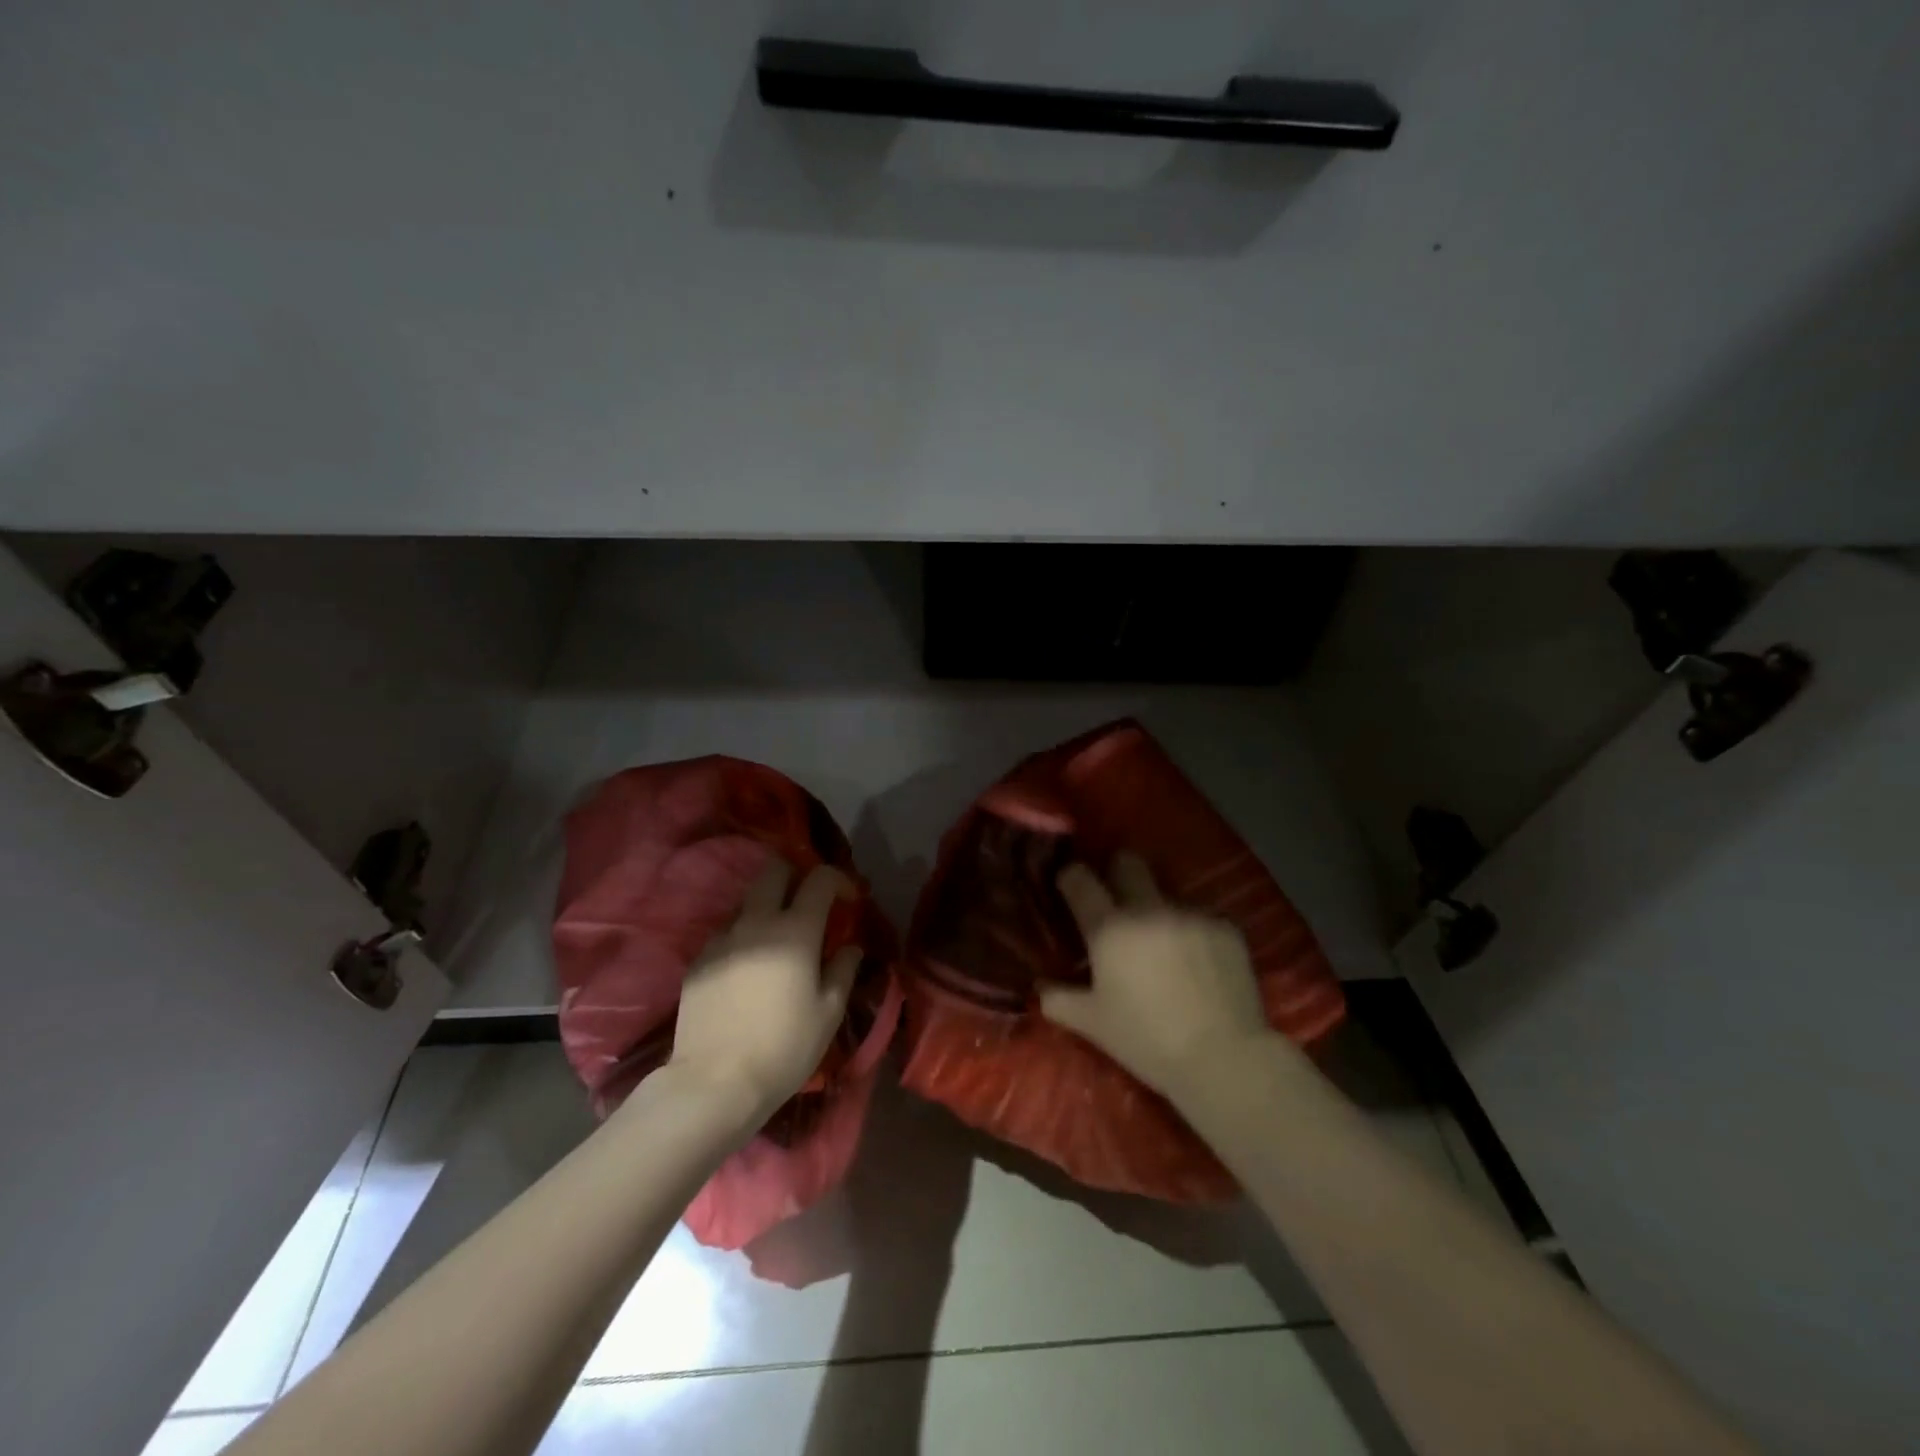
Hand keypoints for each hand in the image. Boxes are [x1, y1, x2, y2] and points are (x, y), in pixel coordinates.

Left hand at [667, 858, 859, 1125]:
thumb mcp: (829, 1013)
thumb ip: (843, 970)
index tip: (846, 899)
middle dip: (794, 877)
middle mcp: (757, 922)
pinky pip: (725, 934)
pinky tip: (746, 972)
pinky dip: (741, 940)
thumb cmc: (784, 1047)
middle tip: (807, 904)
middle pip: (773, 871)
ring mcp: (722, 939)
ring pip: (746, 902)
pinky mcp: (698, 961)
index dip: (837, 879)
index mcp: (796, 930)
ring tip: (775, 943)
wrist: (714, 1083)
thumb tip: (850, 947)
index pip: (819, 878)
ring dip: (765, 910)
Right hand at [1041, 854, 1268, 1099]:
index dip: (1071, 876)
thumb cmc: (1146, 1040)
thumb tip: (1040, 986)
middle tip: (1118, 900)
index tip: (1071, 886)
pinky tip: (1199, 964)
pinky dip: (1193, 933)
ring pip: (1167, 894)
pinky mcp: (1225, 927)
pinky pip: (1202, 917)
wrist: (1223, 1058)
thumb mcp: (1093, 1024)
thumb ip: (1059, 999)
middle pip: (1128, 862)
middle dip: (1118, 872)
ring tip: (1165, 948)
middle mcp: (1149, 909)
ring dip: (1159, 912)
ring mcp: (1191, 914)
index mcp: (1110, 928)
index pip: (1080, 878)